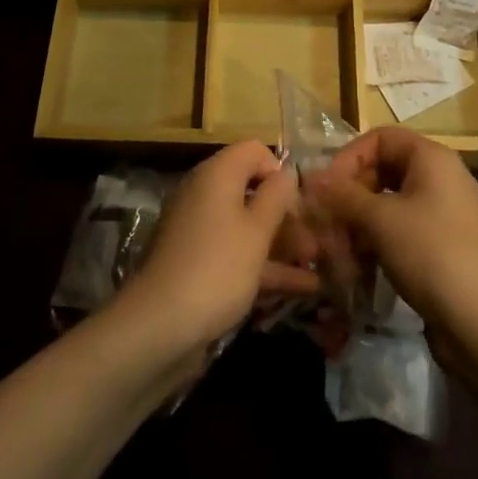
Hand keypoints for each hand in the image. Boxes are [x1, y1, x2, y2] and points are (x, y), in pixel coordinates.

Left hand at [114, 141, 319, 362]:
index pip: (253, 151)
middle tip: (315, 238)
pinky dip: (266, 265)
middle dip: (286, 213)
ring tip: (318, 263)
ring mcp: (200, 231)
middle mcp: (205, 195)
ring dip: (282, 242)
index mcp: (217, 175)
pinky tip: (302, 287)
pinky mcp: (198, 264)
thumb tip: (286, 173)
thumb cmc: (217, 267)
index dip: (280, 171)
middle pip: (252, 190)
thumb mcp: (256, 230)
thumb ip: (277, 196)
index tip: (300, 201)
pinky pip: (237, 253)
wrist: (159, 327)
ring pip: (247, 226)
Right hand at [308, 127, 477, 337]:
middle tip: (328, 223)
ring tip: (340, 251)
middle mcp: (440, 176)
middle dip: (351, 196)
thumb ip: (343, 195)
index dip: (349, 157)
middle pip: (383, 169)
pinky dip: (378, 242)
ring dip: (360, 223)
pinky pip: (402, 229)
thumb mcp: (380, 220)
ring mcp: (443, 212)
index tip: (326, 189)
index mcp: (431, 157)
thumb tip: (311, 177)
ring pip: (389, 203)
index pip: (380, 138)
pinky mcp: (442, 244)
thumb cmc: (430, 253)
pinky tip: (360, 268)